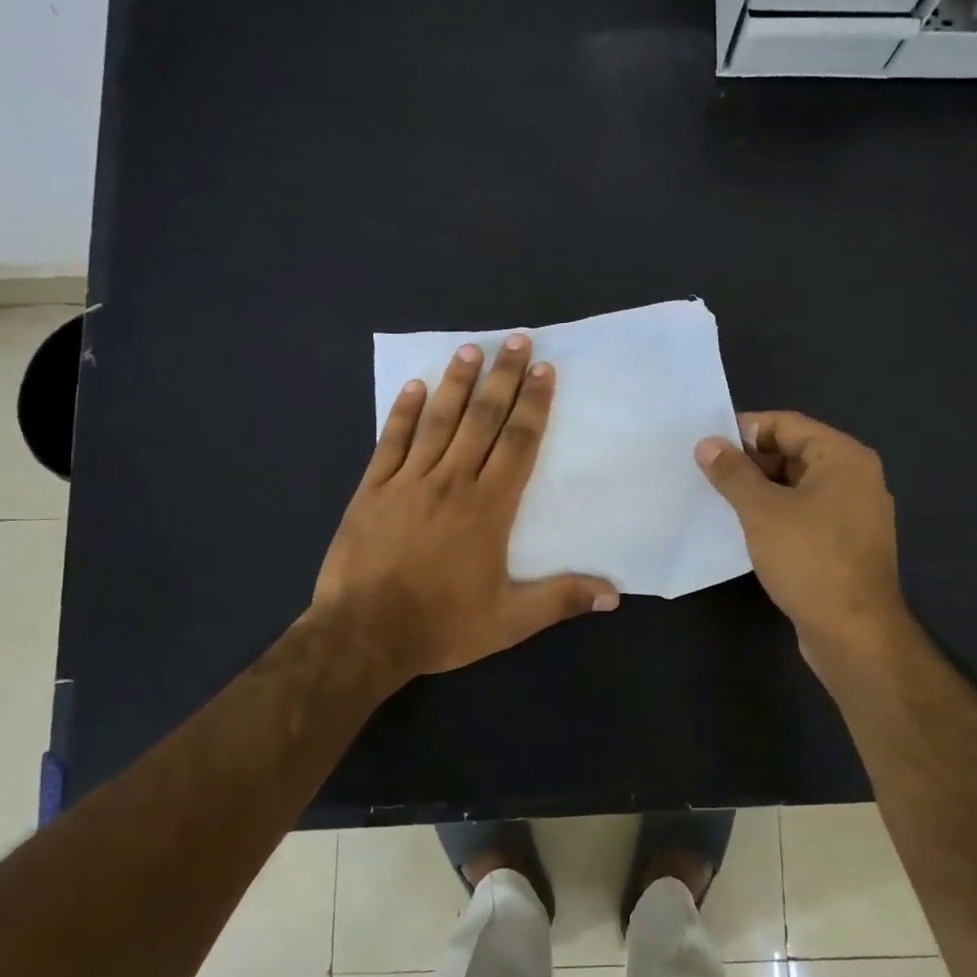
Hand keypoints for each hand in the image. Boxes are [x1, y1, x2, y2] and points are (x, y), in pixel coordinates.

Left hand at [313, 334, 616, 690]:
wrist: (362, 635)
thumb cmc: (440, 625)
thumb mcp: (509, 622)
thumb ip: (560, 600)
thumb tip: (614, 594)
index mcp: (488, 508)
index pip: (518, 443)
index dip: (534, 404)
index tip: (544, 371)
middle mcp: (451, 482)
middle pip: (482, 419)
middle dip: (502, 377)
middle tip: (516, 340)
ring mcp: (408, 481)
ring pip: (438, 421)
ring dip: (456, 383)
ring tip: (470, 349)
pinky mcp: (373, 489)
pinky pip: (390, 441)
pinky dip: (403, 412)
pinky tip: (414, 386)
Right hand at [695, 411, 908, 673]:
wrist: (854, 634)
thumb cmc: (810, 560)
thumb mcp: (762, 511)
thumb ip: (733, 473)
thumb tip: (707, 444)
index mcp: (843, 457)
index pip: (786, 424)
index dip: (744, 430)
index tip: (706, 445)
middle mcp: (855, 478)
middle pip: (793, 452)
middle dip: (750, 462)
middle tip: (707, 475)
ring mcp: (853, 513)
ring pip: (797, 486)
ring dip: (760, 490)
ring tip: (719, 500)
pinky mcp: (845, 544)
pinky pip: (805, 514)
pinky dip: (776, 515)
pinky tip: (746, 530)